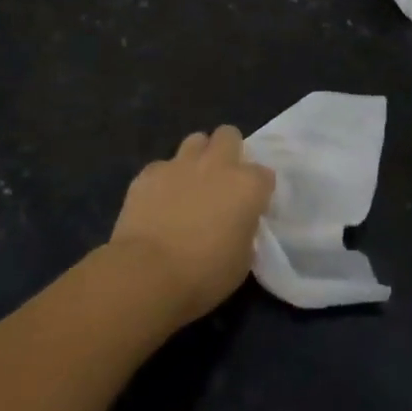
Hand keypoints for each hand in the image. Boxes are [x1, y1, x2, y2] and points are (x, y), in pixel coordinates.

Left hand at [108, 125, 275, 325]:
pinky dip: (164, 179)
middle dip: (228, 150)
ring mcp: (180, 164)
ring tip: (190, 183)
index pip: (264, 174)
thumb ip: (244, 230)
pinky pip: (162, 166)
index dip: (258, 190)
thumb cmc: (204, 275)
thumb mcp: (242, 260)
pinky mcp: (149, 172)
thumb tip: (237, 223)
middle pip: (229, 135)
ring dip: (197, 157)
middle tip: (222, 179)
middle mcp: (217, 164)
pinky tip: (158, 201)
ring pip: (195, 140)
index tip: (251, 207)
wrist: (147, 274)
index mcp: (247, 186)